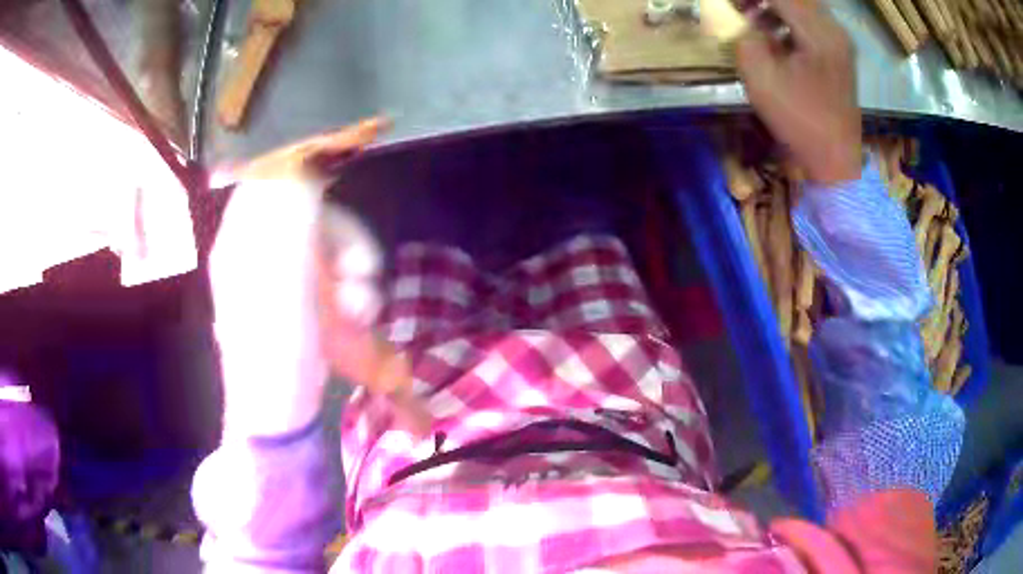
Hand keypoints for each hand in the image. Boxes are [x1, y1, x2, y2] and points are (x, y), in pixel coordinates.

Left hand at [210, 119, 387, 438]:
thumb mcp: (281, 277)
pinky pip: (338, 275)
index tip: (343, 184)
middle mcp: (261, 250)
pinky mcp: (307, 301)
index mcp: (243, 238)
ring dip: (358, 271)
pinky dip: (356, 291)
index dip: (307, 173)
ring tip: (362, 310)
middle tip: (362, 272)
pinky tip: (359, 318)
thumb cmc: (273, 347)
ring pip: (332, 246)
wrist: (279, 412)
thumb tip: (308, 160)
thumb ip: (291, 213)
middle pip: (312, 214)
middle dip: (346, 238)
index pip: (272, 180)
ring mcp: (285, 277)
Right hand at [736, 0, 861, 183]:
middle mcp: (834, 30)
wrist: (836, 161)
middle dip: (764, 0)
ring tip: (752, 19)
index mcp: (819, 33)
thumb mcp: (761, 79)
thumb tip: (744, 23)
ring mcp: (840, 42)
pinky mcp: (840, 54)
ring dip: (776, 7)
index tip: (731, 5)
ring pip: (804, 6)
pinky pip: (812, 22)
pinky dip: (789, 20)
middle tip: (740, 9)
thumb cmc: (800, 122)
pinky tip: (774, 35)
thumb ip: (745, 38)